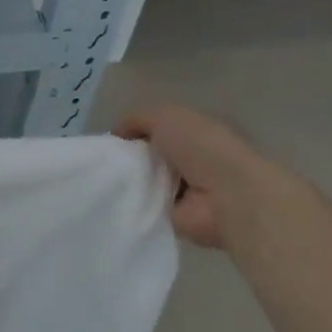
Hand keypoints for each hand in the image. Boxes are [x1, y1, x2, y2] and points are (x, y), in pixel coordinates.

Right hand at [118, 105, 274, 249]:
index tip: (112, 139)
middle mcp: (192, 160)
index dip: (134, 132)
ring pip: (143, 181)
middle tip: (104, 160)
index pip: (159, 130)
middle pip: (148, 157)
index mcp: (196, 132)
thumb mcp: (165, 115)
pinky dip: (130, 203)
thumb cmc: (202, 147)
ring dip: (127, 181)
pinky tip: (115, 199)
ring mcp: (185, 190)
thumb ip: (137, 118)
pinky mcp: (175, 216)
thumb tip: (116, 133)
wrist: (227, 196)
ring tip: (107, 180)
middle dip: (127, 157)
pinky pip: (143, 206)